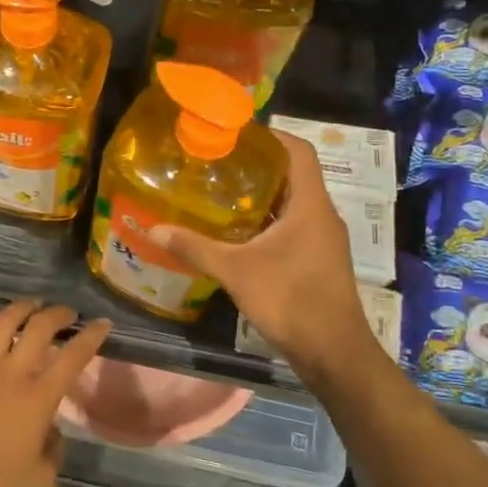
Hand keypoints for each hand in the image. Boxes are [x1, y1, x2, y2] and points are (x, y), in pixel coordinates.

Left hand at [0, 295, 110, 486]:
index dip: (91, 337)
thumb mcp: (41, 479)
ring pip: (3, 323)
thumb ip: (54, 450)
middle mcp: (12, 373)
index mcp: (39, 398)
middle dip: (57, 314)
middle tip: (67, 312)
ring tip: (32, 303)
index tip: (102, 323)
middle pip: (39, 329)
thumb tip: (51, 430)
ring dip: (21, 307)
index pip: (73, 357)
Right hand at [148, 131, 378, 390]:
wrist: (333, 354)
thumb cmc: (290, 300)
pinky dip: (270, 221)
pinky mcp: (320, 261)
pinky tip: (240, 233)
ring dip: (264, 195)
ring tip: (223, 192)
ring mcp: (325, 240)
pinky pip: (295, 227)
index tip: (239, 132)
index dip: (273, 135)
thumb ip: (195, 247)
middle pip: (295, 175)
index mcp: (310, 205)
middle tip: (221, 161)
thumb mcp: (236, 271)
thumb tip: (153, 230)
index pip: (300, 151)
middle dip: (260, 165)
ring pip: (294, 203)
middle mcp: (323, 215)